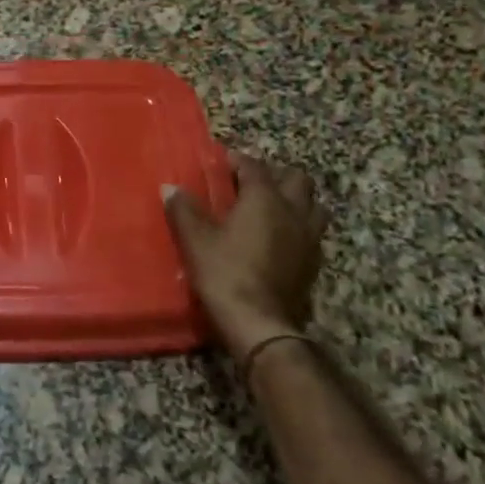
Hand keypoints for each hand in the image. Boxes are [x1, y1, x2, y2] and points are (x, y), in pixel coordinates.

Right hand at [164, 151, 329, 364]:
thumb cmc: (225, 272)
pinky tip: (278, 238)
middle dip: (275, 175)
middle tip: (250, 184)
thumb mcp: (195, 239)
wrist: (260, 324)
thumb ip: (183, 210)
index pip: (254, 166)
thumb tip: (171, 188)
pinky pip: (311, 232)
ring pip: (313, 205)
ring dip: (295, 200)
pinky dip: (297, 226)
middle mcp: (293, 211)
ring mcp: (309, 238)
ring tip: (270, 208)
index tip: (220, 161)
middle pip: (297, 179)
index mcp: (265, 199)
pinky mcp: (313, 263)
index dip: (237, 160)